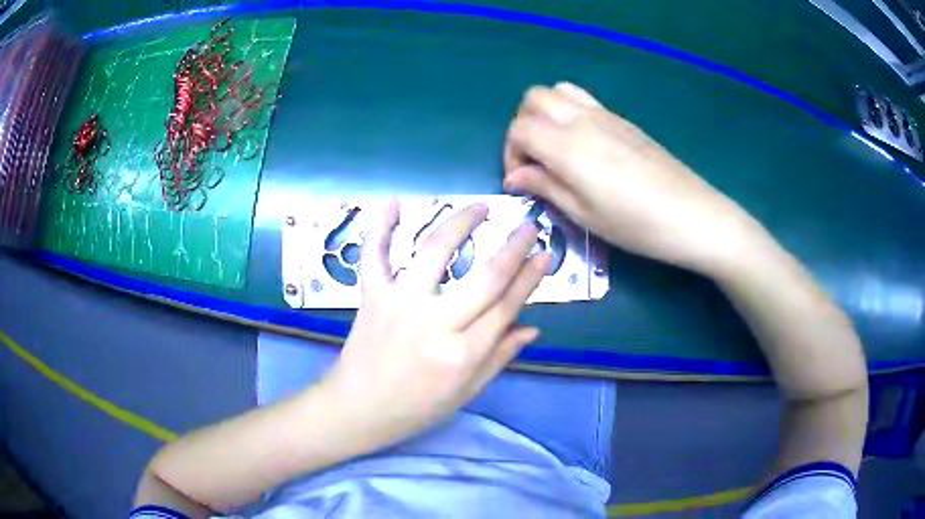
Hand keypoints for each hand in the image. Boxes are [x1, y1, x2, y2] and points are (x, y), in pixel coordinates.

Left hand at [323, 200, 550, 449]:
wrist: (359, 409)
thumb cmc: (417, 407)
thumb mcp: (467, 391)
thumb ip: (500, 357)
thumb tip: (533, 326)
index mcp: (463, 354)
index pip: (507, 306)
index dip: (530, 277)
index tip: (546, 253)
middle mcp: (435, 324)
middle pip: (485, 277)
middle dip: (514, 247)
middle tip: (529, 225)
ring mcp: (400, 304)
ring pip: (435, 252)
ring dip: (461, 223)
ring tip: (481, 207)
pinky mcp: (372, 296)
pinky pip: (374, 255)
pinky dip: (381, 227)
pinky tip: (396, 202)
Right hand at [504, 83, 756, 273]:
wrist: (693, 215)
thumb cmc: (637, 224)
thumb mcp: (585, 215)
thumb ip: (545, 187)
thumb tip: (516, 176)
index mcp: (567, 146)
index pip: (519, 128)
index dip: (511, 153)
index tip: (522, 182)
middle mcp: (582, 120)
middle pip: (533, 98)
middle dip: (523, 126)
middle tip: (534, 160)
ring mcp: (605, 115)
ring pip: (558, 92)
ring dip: (545, 114)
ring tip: (555, 148)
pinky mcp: (623, 120)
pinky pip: (583, 100)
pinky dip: (568, 113)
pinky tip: (583, 146)